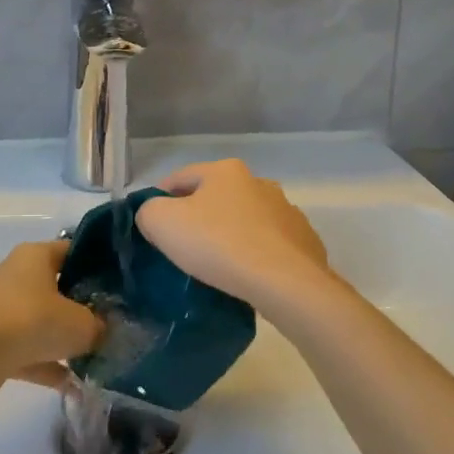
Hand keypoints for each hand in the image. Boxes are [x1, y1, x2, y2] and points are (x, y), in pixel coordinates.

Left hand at [0, 240, 103, 399]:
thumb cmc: (31, 321)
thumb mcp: (81, 324)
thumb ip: (99, 326)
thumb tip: (104, 331)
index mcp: (36, 256)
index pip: (73, 251)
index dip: (98, 265)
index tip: (121, 286)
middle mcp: (18, 276)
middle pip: (59, 287)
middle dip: (84, 308)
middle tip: (113, 324)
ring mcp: (4, 309)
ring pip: (44, 321)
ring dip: (65, 341)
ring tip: (97, 358)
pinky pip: (30, 351)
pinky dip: (48, 366)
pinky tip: (73, 386)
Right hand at [135, 159, 345, 318]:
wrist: (284, 282)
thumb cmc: (218, 244)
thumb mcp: (162, 222)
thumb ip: (148, 211)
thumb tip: (153, 215)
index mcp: (225, 170)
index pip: (180, 178)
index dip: (159, 198)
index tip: (150, 225)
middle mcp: (259, 182)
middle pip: (215, 197)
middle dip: (198, 216)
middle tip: (181, 246)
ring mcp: (286, 211)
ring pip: (245, 220)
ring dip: (230, 234)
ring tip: (216, 265)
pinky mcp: (305, 241)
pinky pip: (270, 245)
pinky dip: (256, 254)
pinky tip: (248, 275)